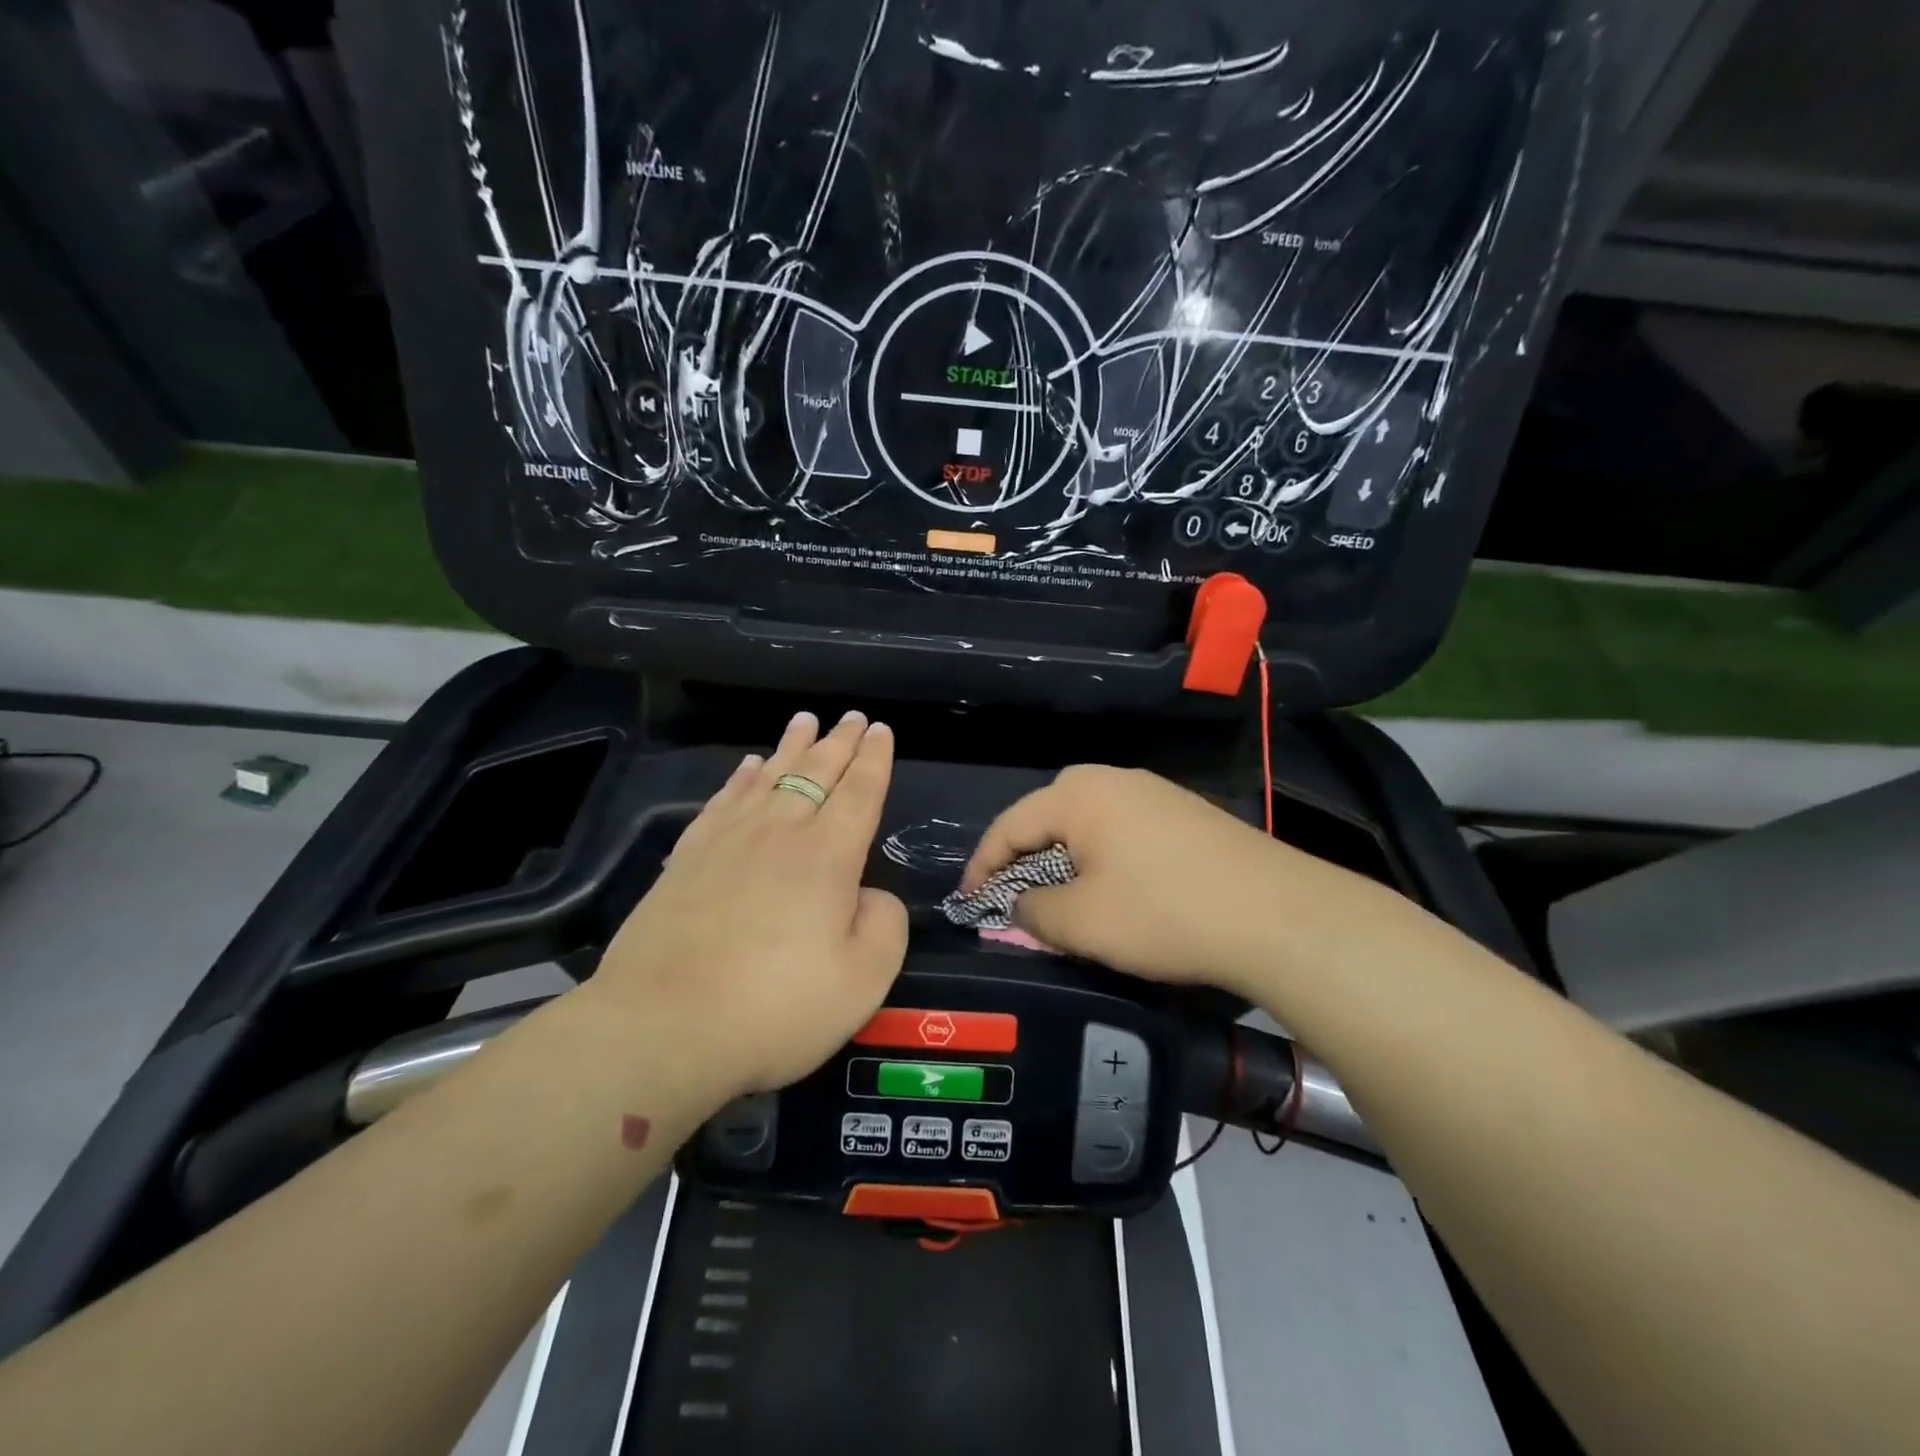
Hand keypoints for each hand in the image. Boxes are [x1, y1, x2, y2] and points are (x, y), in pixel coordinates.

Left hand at [589, 710, 908, 1100]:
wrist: (663, 1028)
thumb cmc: (776, 1007)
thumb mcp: (864, 978)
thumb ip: (884, 923)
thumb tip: (868, 893)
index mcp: (828, 855)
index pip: (859, 792)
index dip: (874, 759)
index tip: (881, 731)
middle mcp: (779, 833)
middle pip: (816, 773)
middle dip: (839, 742)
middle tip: (853, 717)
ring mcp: (727, 841)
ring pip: (769, 776)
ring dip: (792, 747)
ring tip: (805, 721)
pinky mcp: (687, 859)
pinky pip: (723, 801)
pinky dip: (742, 778)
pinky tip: (748, 768)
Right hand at [962, 765, 1352, 999]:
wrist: (1276, 914)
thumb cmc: (1163, 912)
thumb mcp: (1080, 922)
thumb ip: (1030, 909)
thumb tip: (1020, 902)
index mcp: (1077, 793)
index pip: (1008, 826)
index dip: (982, 868)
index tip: (968, 905)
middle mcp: (1112, 778)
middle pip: (1046, 819)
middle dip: (1023, 862)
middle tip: (1012, 903)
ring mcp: (1153, 792)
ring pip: (1086, 827)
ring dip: (1064, 864)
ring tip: (1060, 904)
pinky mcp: (1183, 814)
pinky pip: (1121, 833)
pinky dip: (1101, 862)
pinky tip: (1113, 894)